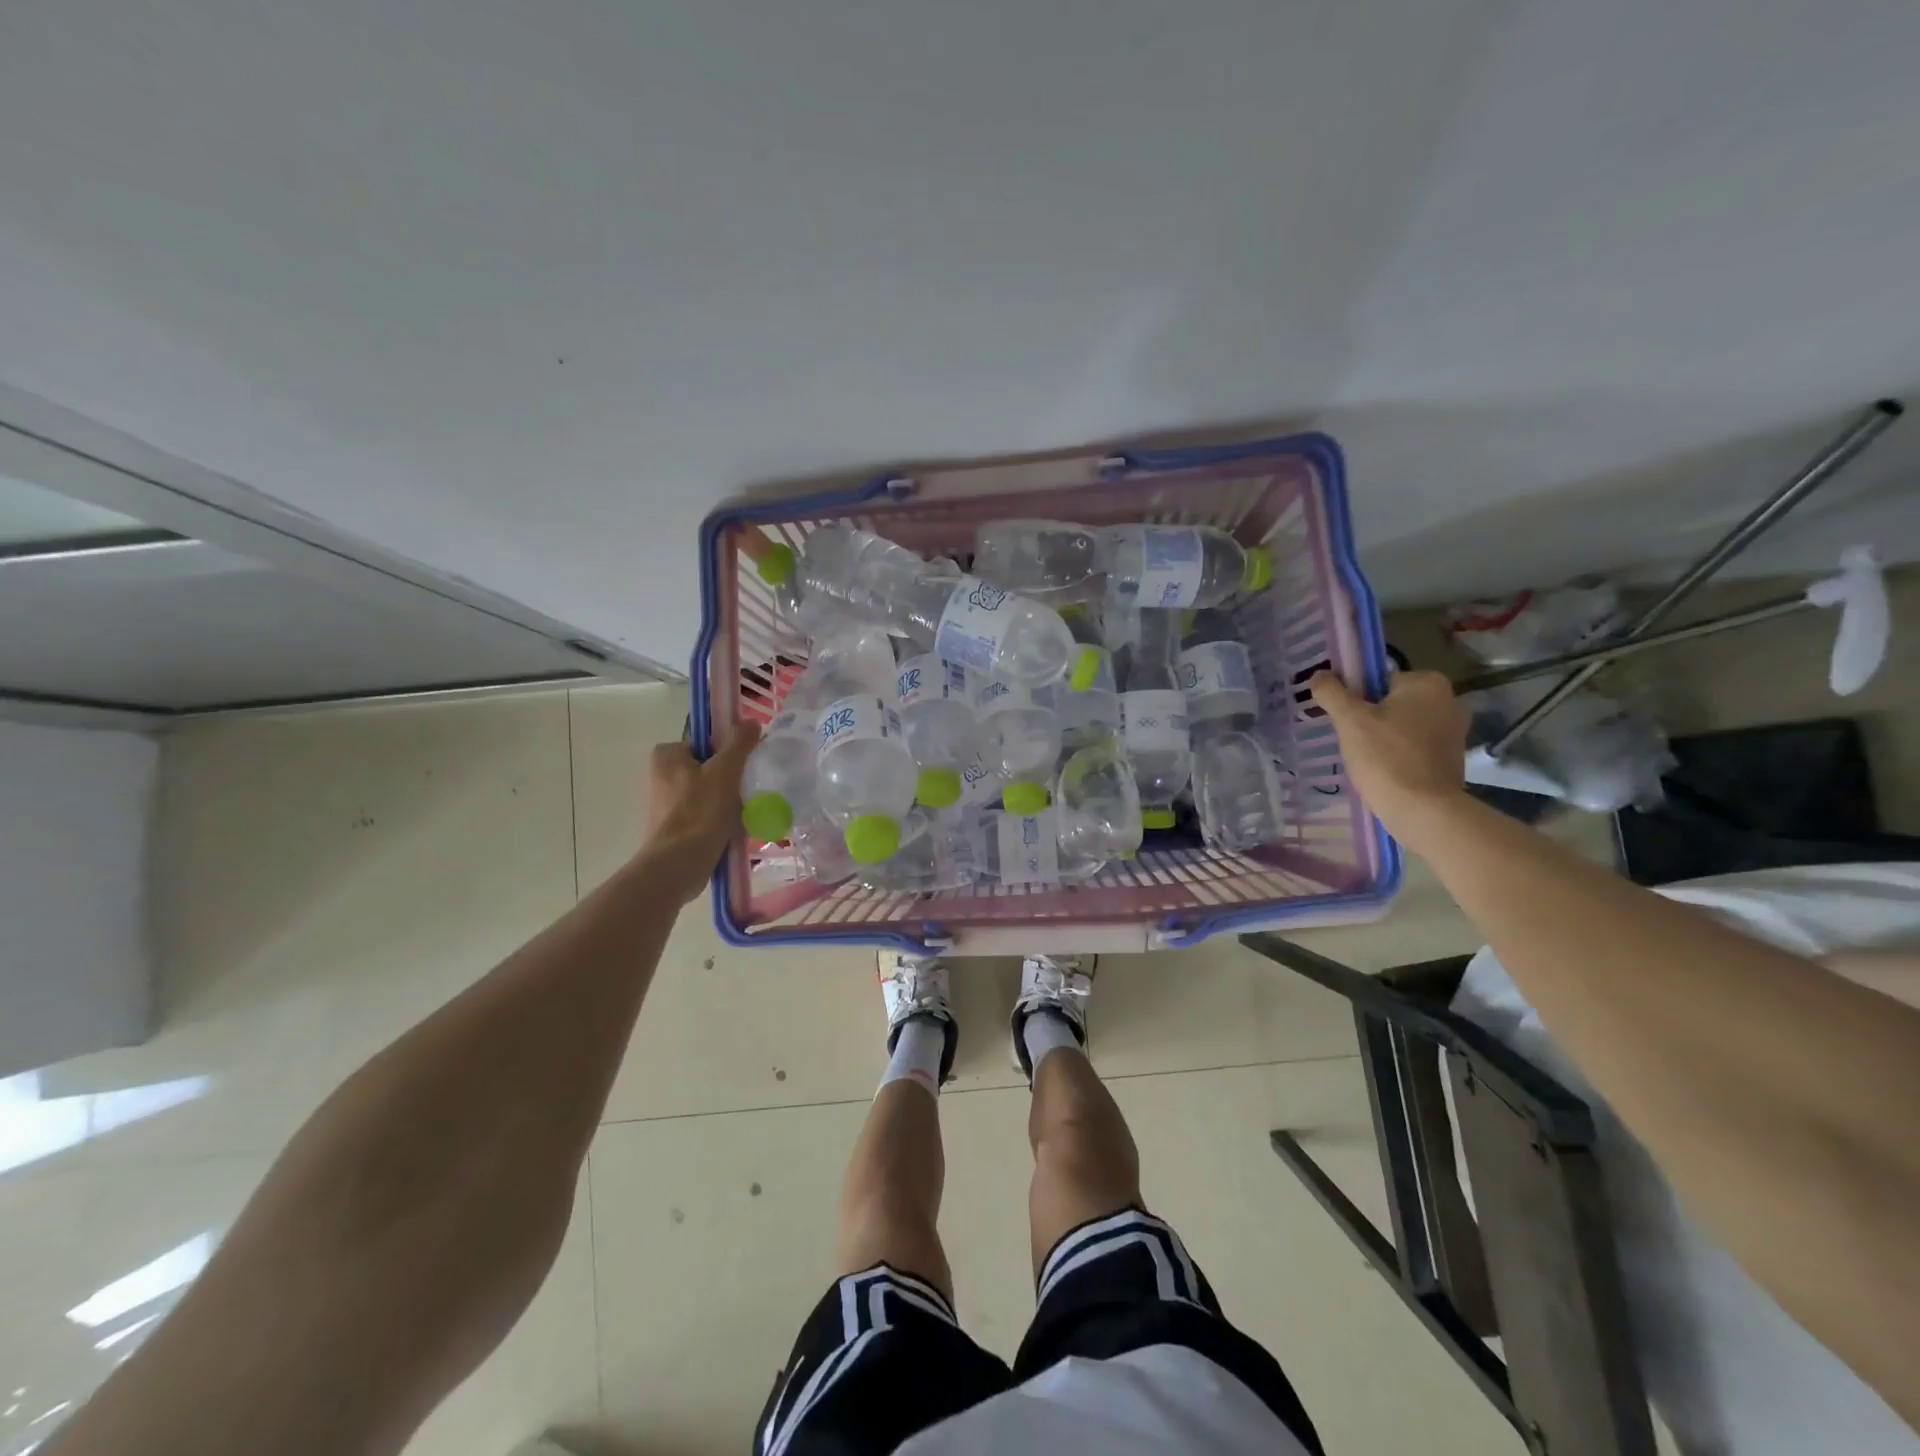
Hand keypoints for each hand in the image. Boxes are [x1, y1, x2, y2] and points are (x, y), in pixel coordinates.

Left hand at [642, 722, 760, 903]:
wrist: (678, 866)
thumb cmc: (701, 813)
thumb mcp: (726, 771)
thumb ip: (739, 743)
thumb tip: (751, 722)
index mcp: (666, 755)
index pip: (705, 744)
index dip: (728, 754)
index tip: (744, 770)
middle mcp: (658, 776)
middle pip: (707, 769)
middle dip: (729, 781)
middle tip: (748, 793)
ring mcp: (662, 805)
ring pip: (706, 794)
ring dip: (726, 803)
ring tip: (743, 815)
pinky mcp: (669, 829)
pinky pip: (701, 816)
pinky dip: (717, 821)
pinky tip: (731, 831)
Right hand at [1309, 670, 1467, 845]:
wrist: (1422, 810)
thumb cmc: (1386, 757)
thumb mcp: (1349, 720)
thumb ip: (1332, 692)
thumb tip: (1319, 675)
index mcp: (1428, 683)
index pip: (1380, 680)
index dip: (1356, 698)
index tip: (1344, 719)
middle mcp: (1450, 701)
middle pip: (1392, 702)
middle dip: (1371, 718)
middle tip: (1350, 740)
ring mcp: (1455, 731)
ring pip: (1403, 725)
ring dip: (1384, 737)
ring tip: (1365, 759)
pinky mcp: (1453, 758)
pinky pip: (1415, 747)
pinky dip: (1399, 754)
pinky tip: (1384, 771)